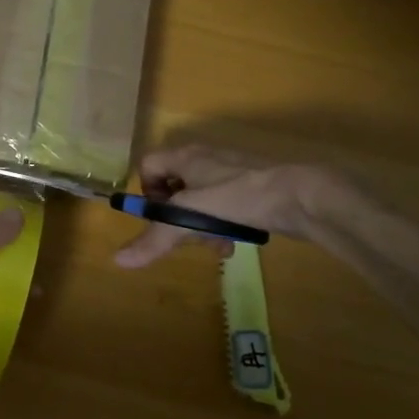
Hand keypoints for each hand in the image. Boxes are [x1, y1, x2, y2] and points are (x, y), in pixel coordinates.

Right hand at [113, 144, 355, 267]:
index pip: (148, 166)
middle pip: (173, 188)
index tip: (159, 218)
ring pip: (198, 201)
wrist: (300, 195)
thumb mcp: (191, 217)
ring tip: (215, 248)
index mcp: (185, 157)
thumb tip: (117, 261)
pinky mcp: (249, 188)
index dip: (147, 193)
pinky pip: (222, 207)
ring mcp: (228, 173)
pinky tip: (232, 246)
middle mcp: (203, 159)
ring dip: (200, 227)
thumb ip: (156, 238)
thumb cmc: (239, 196)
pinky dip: (221, 226)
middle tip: (187, 239)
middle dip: (177, 219)